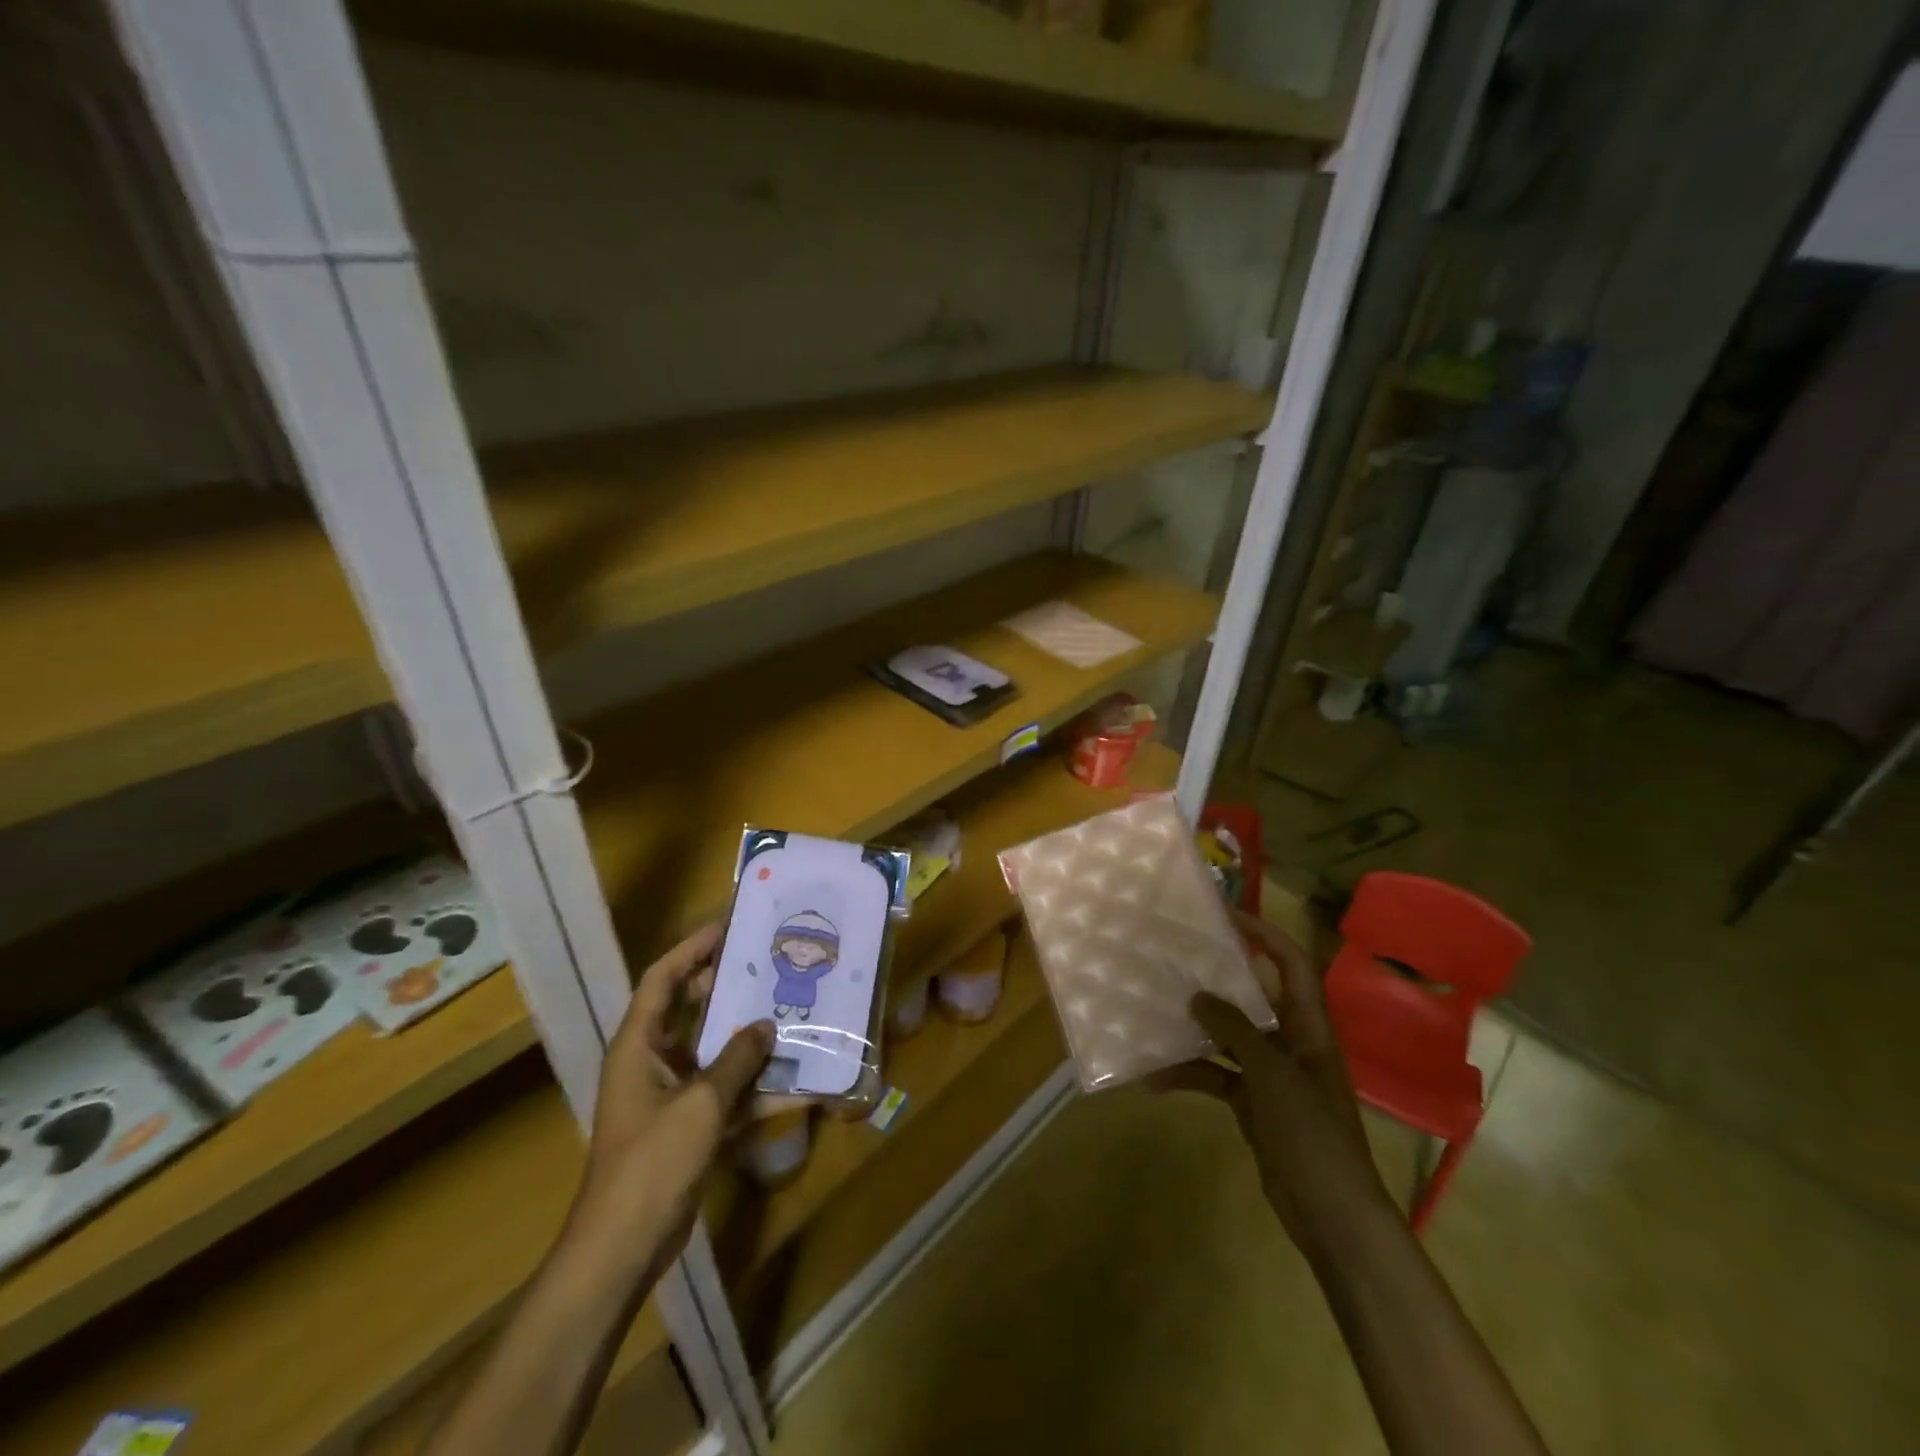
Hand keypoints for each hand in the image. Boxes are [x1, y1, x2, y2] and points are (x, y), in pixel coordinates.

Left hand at [572, 924, 772, 1266]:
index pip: (663, 979)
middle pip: (690, 1010)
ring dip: (747, 1038)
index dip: (692, 949)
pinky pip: (725, 1092)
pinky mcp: (688, 1126)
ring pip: (713, 1051)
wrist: (624, 1246)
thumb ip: (737, 1059)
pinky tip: (795, 1084)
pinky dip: (754, 1088)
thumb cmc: (652, 1161)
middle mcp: (651, 1061)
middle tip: (768, 966)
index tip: (728, 928)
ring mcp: (670, 1095)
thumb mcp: (701, 1104)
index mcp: (639, 1045)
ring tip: (789, 1012)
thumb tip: (766, 1025)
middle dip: (727, 988)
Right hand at [1151, 910, 1394, 1261]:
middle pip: (1253, 997)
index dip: (1265, 934)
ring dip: (1194, 1029)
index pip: (1291, 964)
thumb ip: (1234, 1029)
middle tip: (1176, 956)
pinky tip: (1153, 1077)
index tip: (1226, 914)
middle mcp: (1290, 1042)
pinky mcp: (1253, 1104)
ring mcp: (1271, 1075)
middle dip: (1217, 977)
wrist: (1332, 1216)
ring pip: (1228, 1037)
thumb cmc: (1312, 1133)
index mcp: (1309, 1026)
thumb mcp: (1272, 1074)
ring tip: (1154, 1010)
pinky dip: (1189, 1074)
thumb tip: (1197, 996)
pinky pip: (1216, 1076)